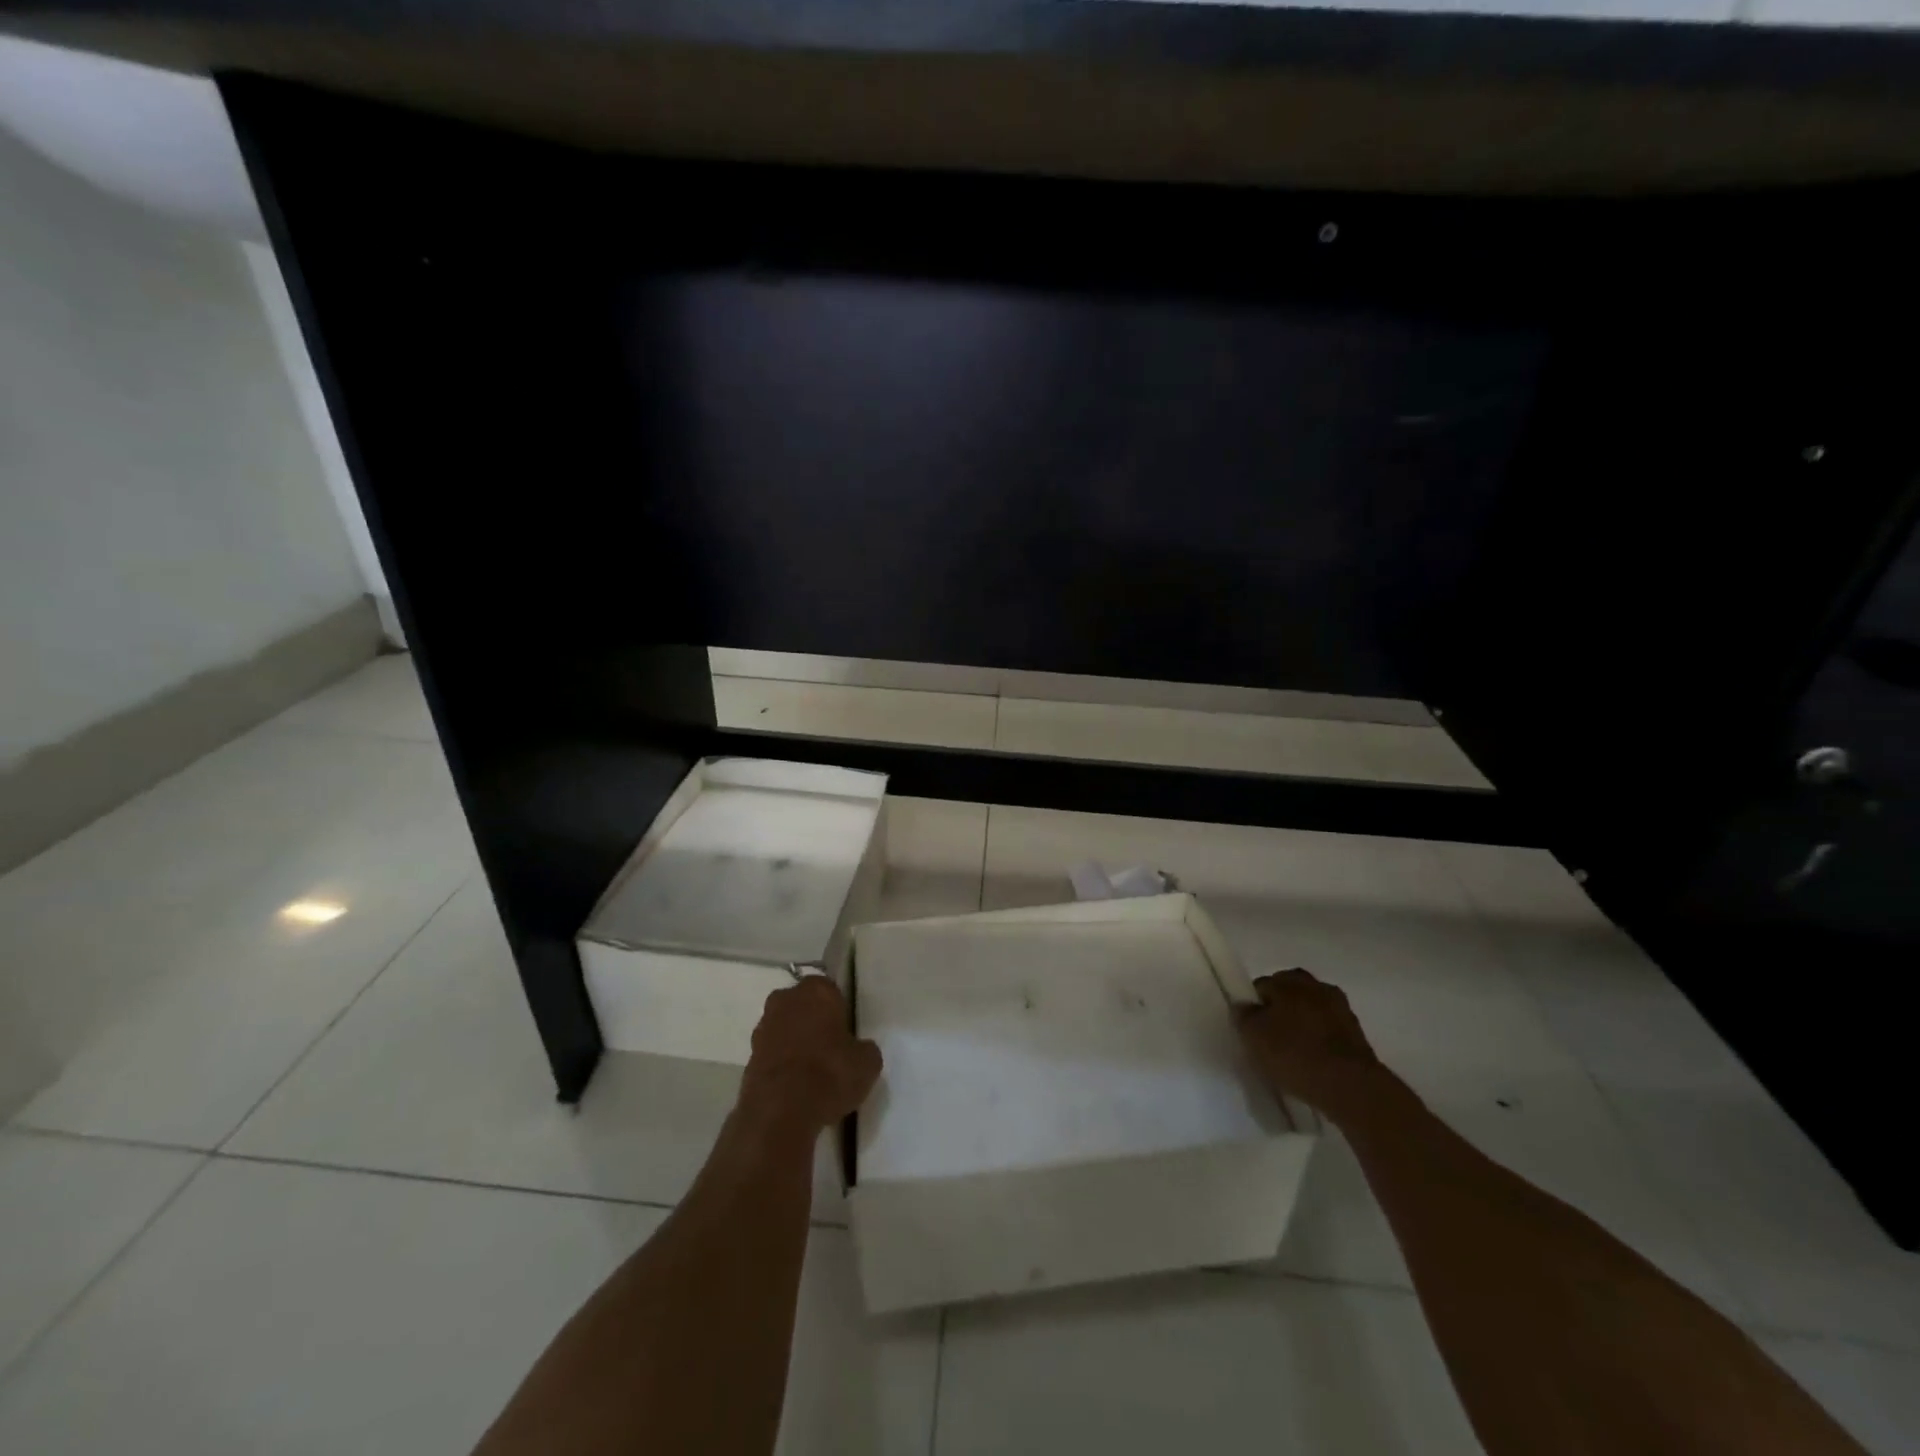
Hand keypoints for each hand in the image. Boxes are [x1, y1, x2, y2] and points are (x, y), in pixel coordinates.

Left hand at [740, 978, 881, 1132]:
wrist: (780, 1111)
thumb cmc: (830, 1073)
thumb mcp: (867, 1062)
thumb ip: (864, 1048)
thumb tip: (858, 1050)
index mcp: (817, 990)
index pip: (831, 990)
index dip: (839, 1011)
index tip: (846, 1032)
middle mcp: (786, 999)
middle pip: (803, 1005)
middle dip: (813, 1021)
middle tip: (830, 1049)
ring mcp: (763, 1027)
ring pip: (785, 1028)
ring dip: (795, 1042)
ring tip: (812, 1073)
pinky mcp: (748, 1056)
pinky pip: (773, 1053)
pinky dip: (782, 1064)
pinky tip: (795, 1087)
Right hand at [1237, 968, 1385, 1124]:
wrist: (1351, 1087)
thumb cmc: (1294, 1054)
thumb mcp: (1252, 1035)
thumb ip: (1243, 1016)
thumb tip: (1243, 1006)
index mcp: (1290, 980)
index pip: (1262, 985)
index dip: (1253, 1005)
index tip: (1250, 1028)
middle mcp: (1317, 986)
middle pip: (1290, 995)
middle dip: (1280, 1011)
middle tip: (1270, 1038)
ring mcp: (1342, 1010)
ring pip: (1312, 1012)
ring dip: (1303, 1026)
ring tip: (1292, 1053)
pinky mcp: (1358, 1036)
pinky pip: (1329, 1032)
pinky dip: (1320, 1042)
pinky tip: (1312, 1063)